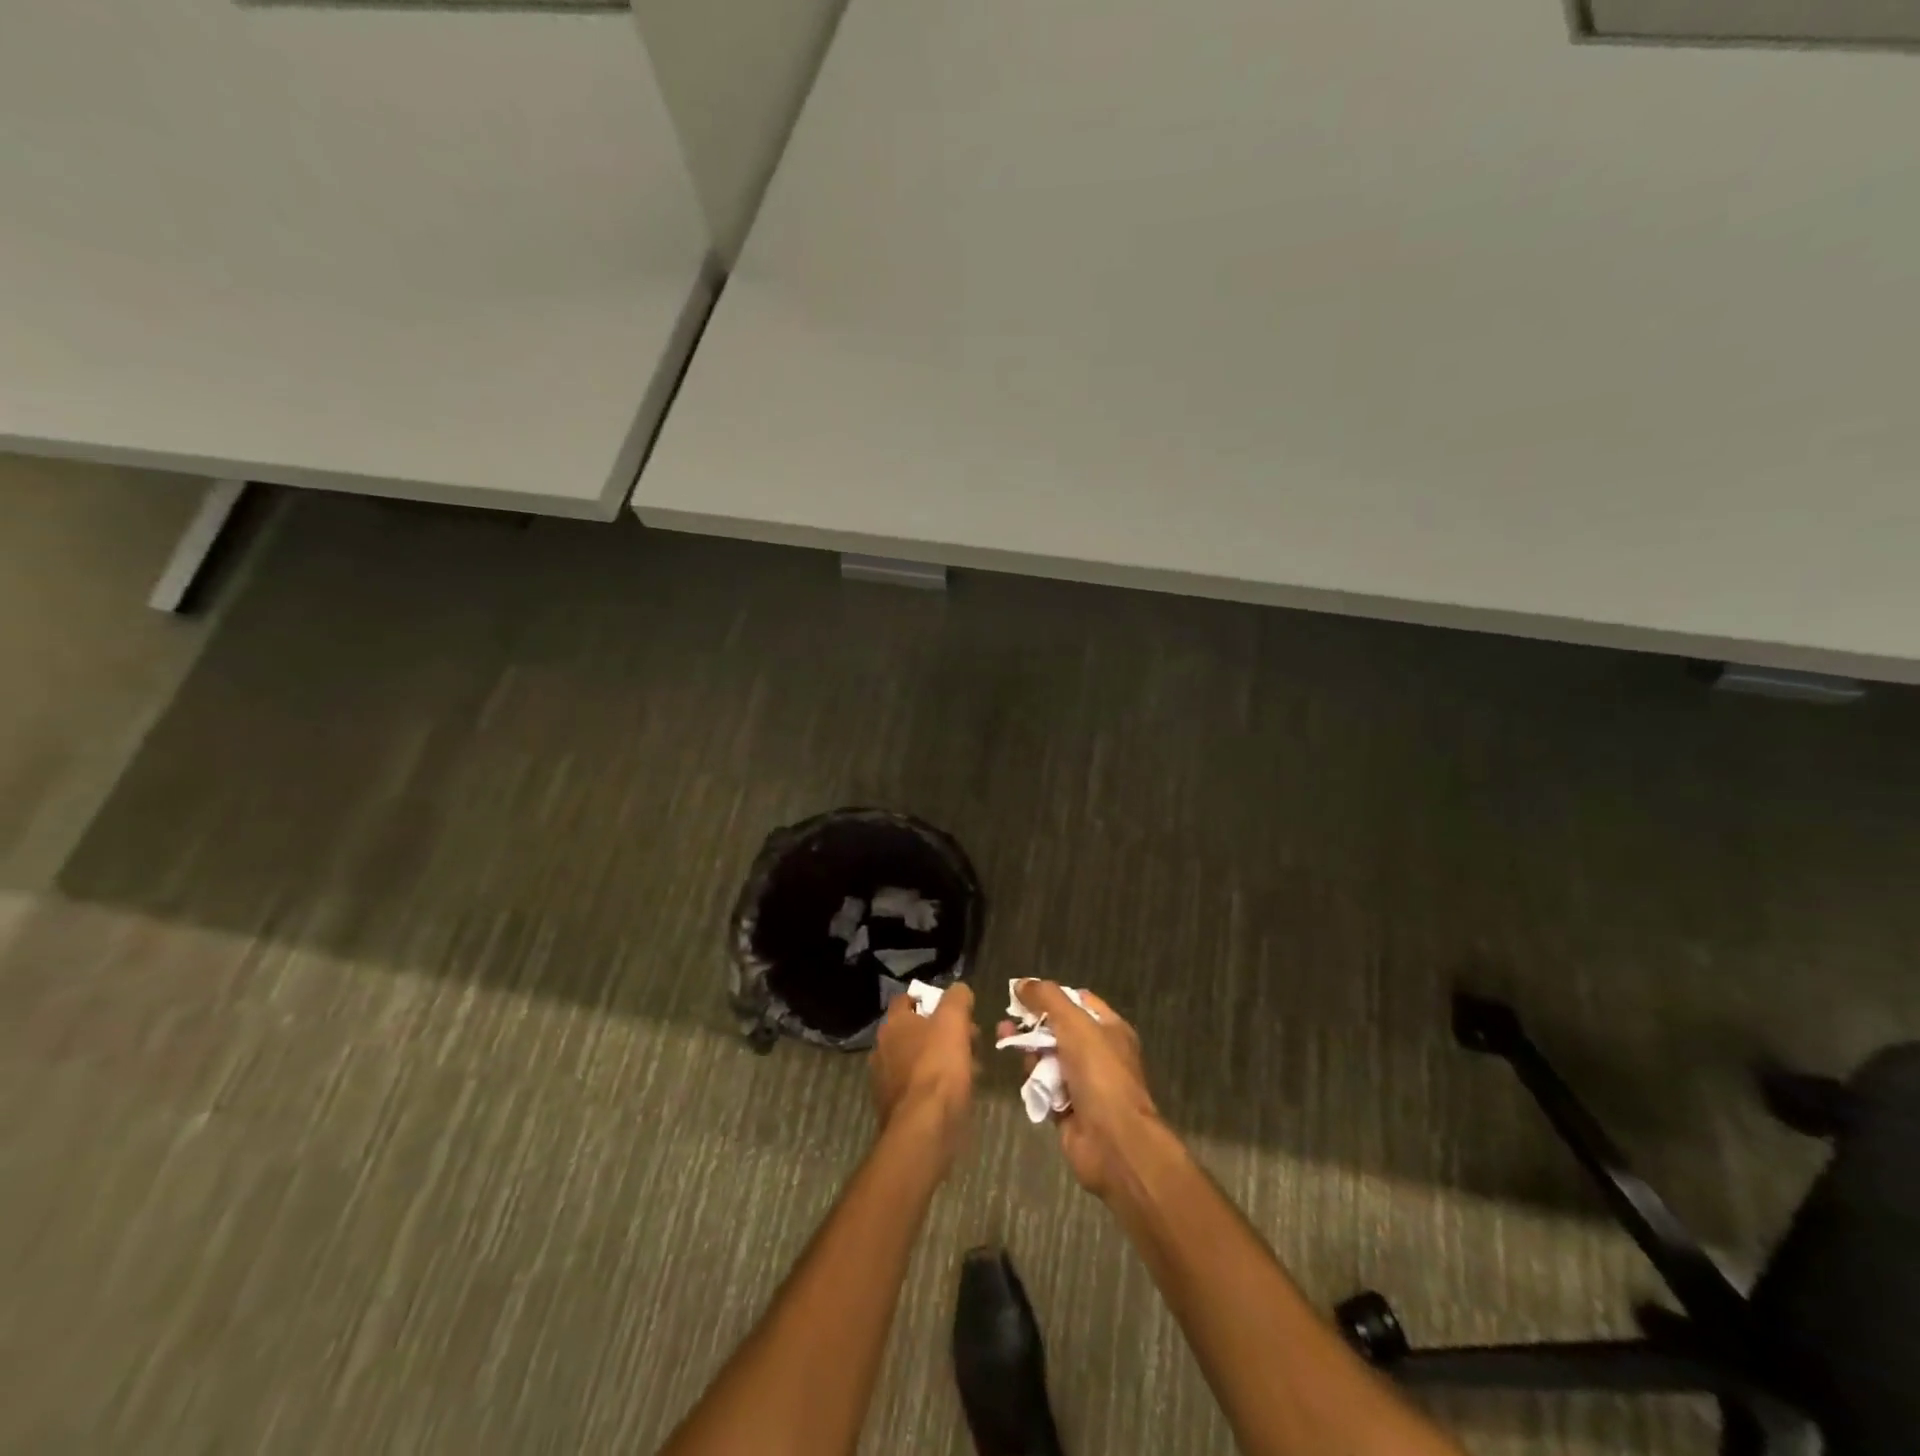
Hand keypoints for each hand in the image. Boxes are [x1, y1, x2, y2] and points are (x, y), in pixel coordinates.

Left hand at [870, 981, 976, 1155]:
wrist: (924, 1129)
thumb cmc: (938, 1067)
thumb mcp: (954, 1022)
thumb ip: (957, 999)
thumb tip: (959, 990)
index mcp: (893, 1025)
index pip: (906, 1000)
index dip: (929, 999)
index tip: (953, 1008)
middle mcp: (882, 1049)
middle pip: (915, 1031)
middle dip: (942, 1032)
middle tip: (970, 1039)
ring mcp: (885, 1081)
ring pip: (918, 1060)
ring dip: (942, 1059)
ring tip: (970, 1068)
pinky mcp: (895, 1108)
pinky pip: (919, 1087)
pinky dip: (936, 1085)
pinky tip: (956, 1093)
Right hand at [1005, 980, 1161, 1198]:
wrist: (1112, 1141)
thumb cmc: (1099, 1073)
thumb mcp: (1074, 1023)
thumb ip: (1047, 998)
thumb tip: (1021, 983)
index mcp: (1109, 1029)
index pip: (1078, 1001)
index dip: (1052, 995)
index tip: (1023, 993)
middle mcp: (1098, 1053)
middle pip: (1059, 1029)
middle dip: (1033, 1024)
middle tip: (1006, 1021)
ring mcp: (1083, 1083)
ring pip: (1048, 1058)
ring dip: (1028, 1050)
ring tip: (1005, 1042)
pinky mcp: (1068, 1108)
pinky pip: (1045, 1086)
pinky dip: (1033, 1080)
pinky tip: (1021, 1074)